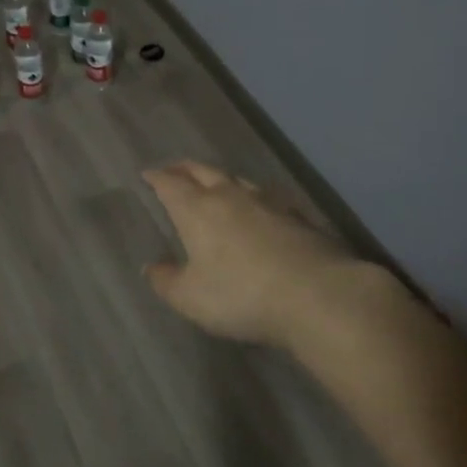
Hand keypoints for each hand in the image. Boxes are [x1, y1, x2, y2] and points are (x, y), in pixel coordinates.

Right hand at [142, 160, 396, 347]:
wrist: (318, 294)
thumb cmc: (242, 295)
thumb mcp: (191, 298)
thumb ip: (166, 281)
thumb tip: (150, 267)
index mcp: (198, 209)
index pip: (170, 183)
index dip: (157, 177)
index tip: (147, 174)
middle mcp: (230, 196)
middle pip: (203, 171)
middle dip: (185, 169)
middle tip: (174, 170)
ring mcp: (268, 201)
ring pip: (236, 180)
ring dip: (219, 179)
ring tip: (214, 185)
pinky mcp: (298, 215)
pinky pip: (266, 197)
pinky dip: (252, 198)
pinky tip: (258, 209)